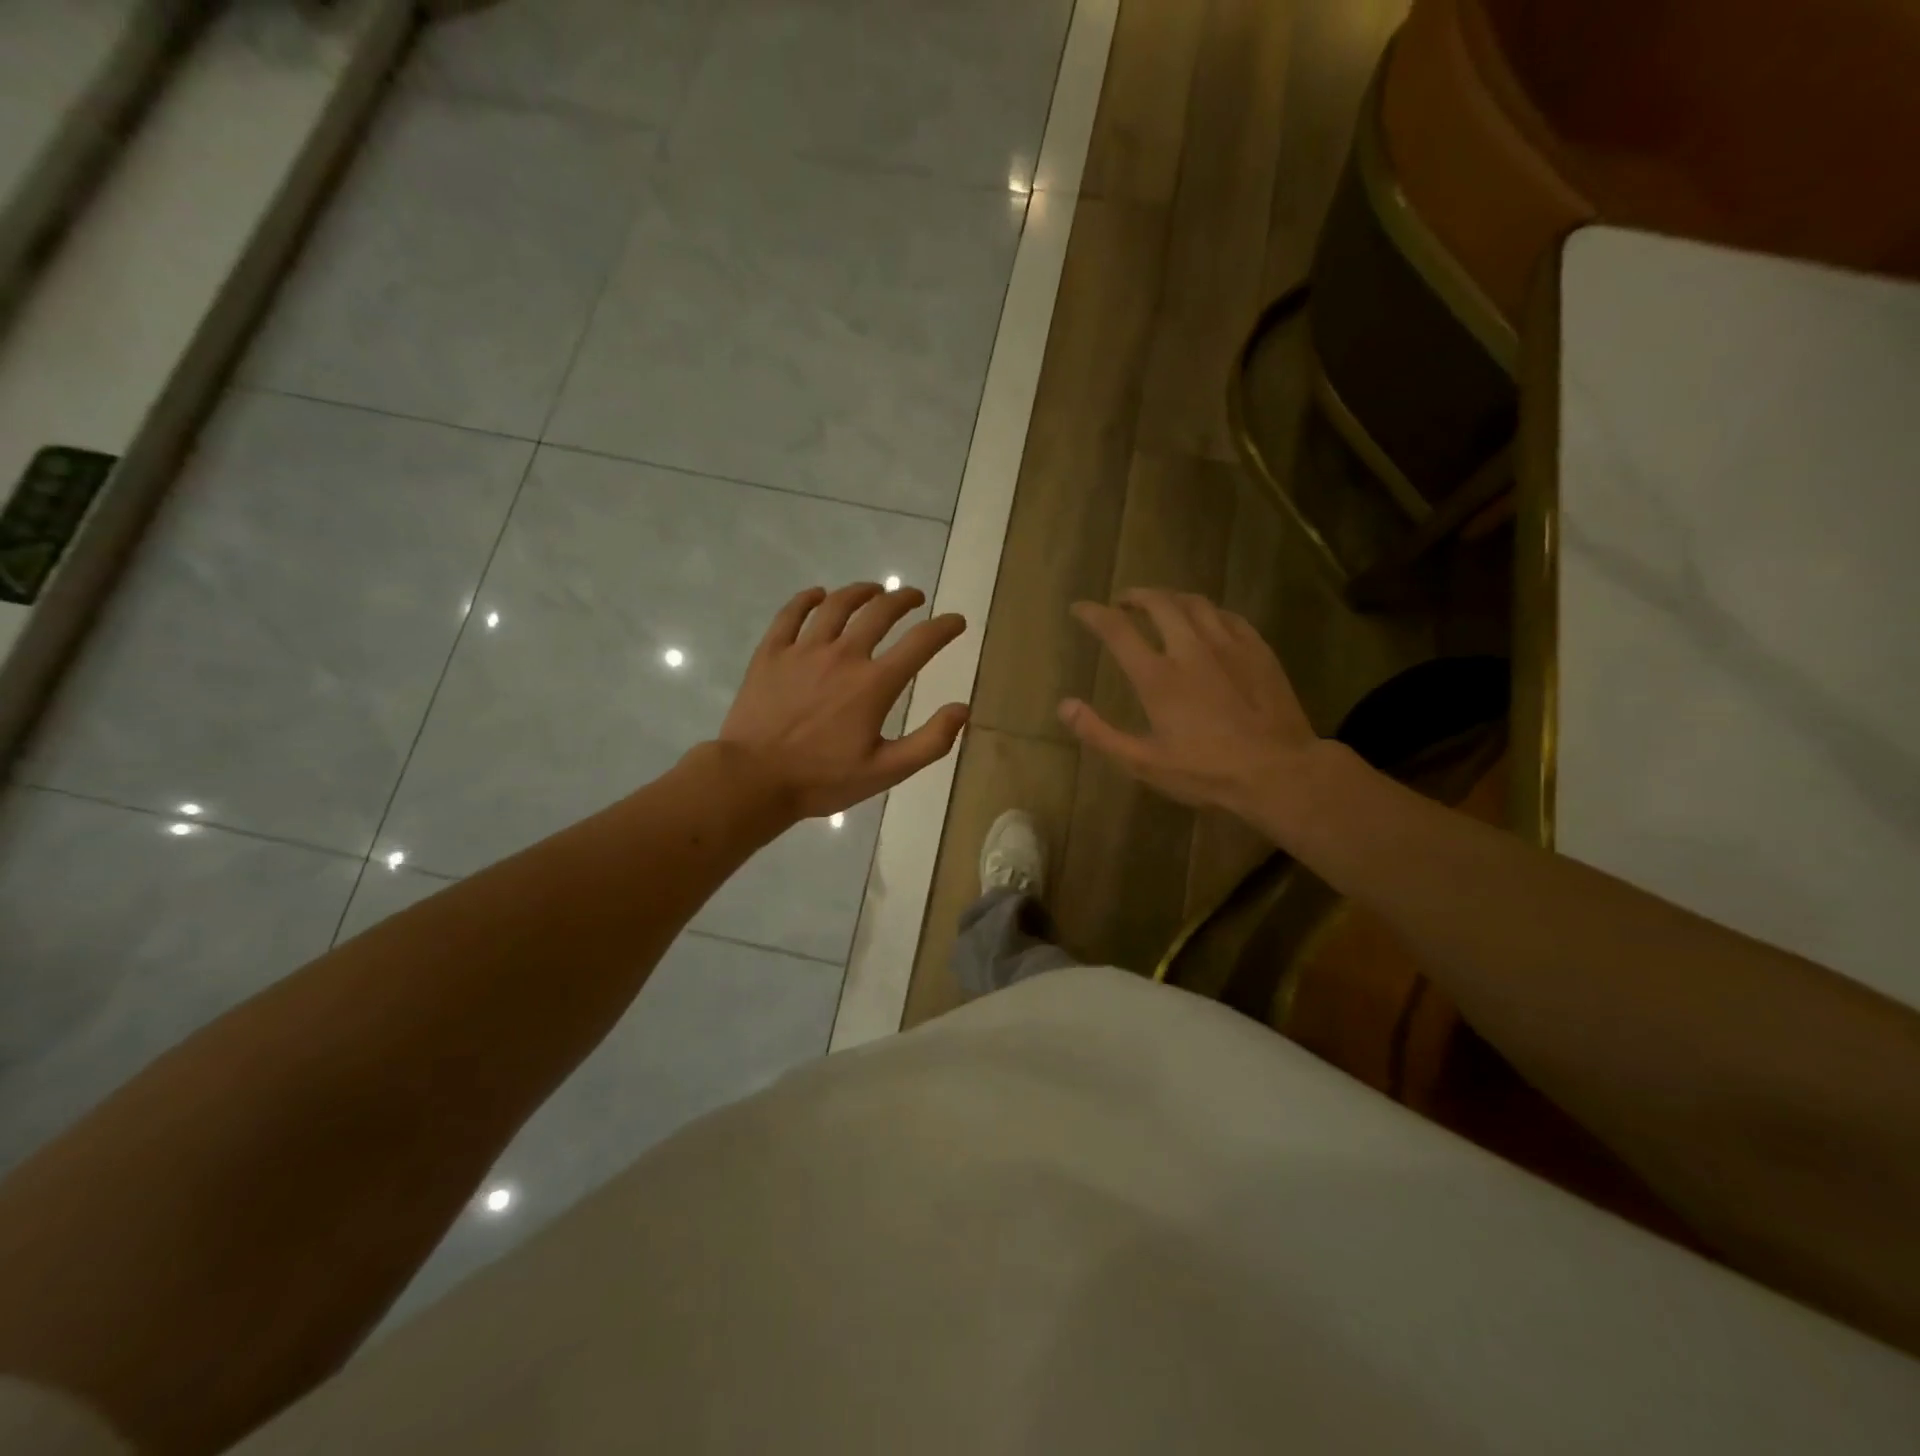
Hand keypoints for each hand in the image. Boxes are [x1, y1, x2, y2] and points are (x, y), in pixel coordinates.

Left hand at [717, 583, 968, 818]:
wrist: (753, 779)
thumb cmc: (822, 779)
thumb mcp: (886, 772)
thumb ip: (930, 742)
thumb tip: (961, 710)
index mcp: (873, 684)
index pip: (920, 643)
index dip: (944, 628)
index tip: (957, 621)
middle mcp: (843, 655)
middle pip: (879, 612)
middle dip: (903, 599)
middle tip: (914, 597)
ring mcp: (803, 650)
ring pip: (837, 605)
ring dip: (861, 592)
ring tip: (873, 590)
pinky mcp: (771, 653)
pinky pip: (791, 614)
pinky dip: (808, 599)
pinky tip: (817, 595)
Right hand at [1060, 589, 1338, 829]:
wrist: (1278, 772)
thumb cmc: (1206, 772)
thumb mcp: (1144, 763)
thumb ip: (1100, 733)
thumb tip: (1064, 705)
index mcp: (1157, 676)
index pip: (1117, 629)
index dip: (1093, 614)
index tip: (1080, 608)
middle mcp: (1190, 649)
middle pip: (1159, 603)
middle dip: (1135, 596)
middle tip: (1123, 602)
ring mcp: (1228, 645)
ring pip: (1195, 603)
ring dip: (1170, 598)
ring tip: (1161, 605)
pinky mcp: (1258, 650)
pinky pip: (1227, 616)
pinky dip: (1207, 611)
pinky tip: (1206, 621)